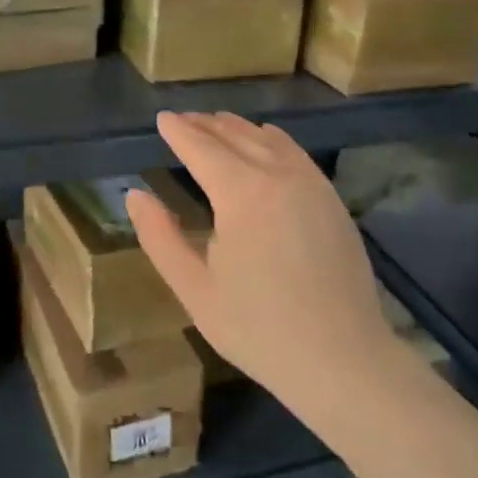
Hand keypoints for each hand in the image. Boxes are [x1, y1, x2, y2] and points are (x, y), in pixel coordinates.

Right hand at [126, 111, 397, 426]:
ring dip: (238, 128)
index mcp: (241, 192)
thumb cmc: (258, 328)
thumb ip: (160, 237)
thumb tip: (136, 195)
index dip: (179, 132)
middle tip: (183, 119)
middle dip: (205, 124)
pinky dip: (272, 140)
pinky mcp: (332, 199)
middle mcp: (278, 174)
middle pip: (235, 135)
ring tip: (216, 124)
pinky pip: (295, 153)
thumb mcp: (195, 289)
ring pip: (268, 139)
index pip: (201, 147)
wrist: (342, 359)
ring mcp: (311, 183)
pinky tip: (265, 141)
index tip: (162, 119)